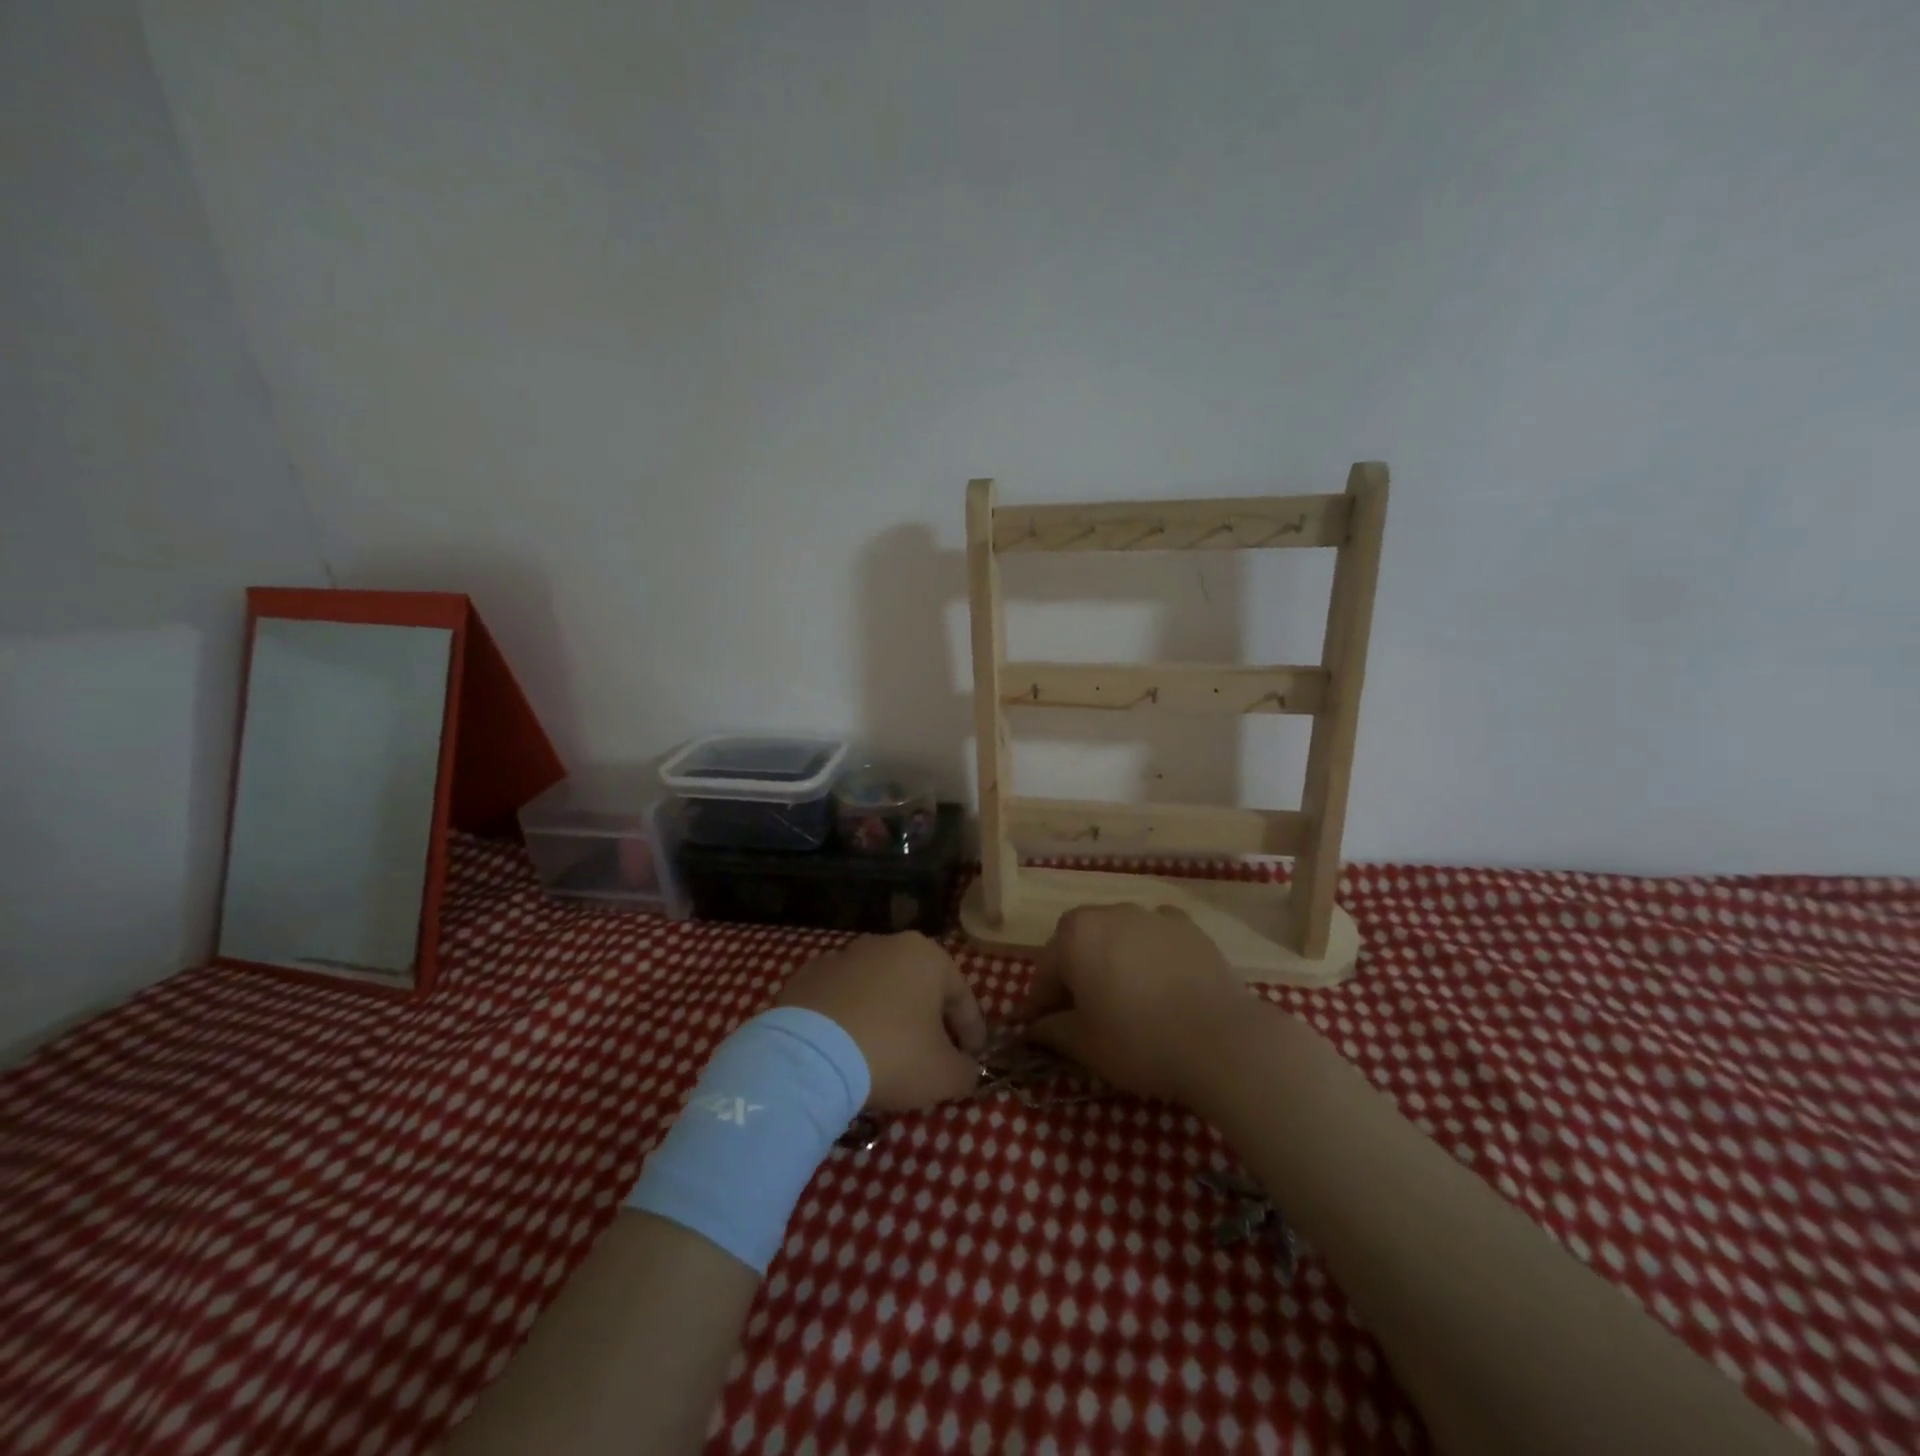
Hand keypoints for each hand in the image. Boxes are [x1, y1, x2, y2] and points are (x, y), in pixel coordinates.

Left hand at [776, 933, 987, 1111]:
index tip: (973, 1061)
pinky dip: (850, 1018)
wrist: (810, 1056)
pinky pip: (841, 999)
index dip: (972, 1033)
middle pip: (920, 987)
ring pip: (879, 989)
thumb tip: (967, 1070)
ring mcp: (843, 956)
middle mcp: (887, 944)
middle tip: (932, 1057)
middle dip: (929, 1021)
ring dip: (888, 1016)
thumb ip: (966, 1071)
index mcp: (927, 956)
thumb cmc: (892, 1054)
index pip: (962, 997)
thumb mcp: (944, 1075)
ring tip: (885, 1054)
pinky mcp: (808, 975)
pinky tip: (848, 1048)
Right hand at [1015, 904, 1257, 1103]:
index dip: (1040, 1004)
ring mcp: (1150, 914)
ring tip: (1125, 999)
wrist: (1222, 1040)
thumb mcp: (1084, 1045)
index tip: (1040, 1030)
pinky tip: (1160, 982)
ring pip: (1117, 936)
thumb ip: (1051, 1030)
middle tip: (1082, 1014)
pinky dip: (1149, 953)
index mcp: (1074, 936)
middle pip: (1078, 944)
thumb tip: (1034, 1028)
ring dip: (1111, 960)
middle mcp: (1108, 912)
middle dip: (1074, 974)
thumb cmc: (1139, 1041)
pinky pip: (1154, 936)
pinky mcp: (1187, 925)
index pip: (1045, 971)